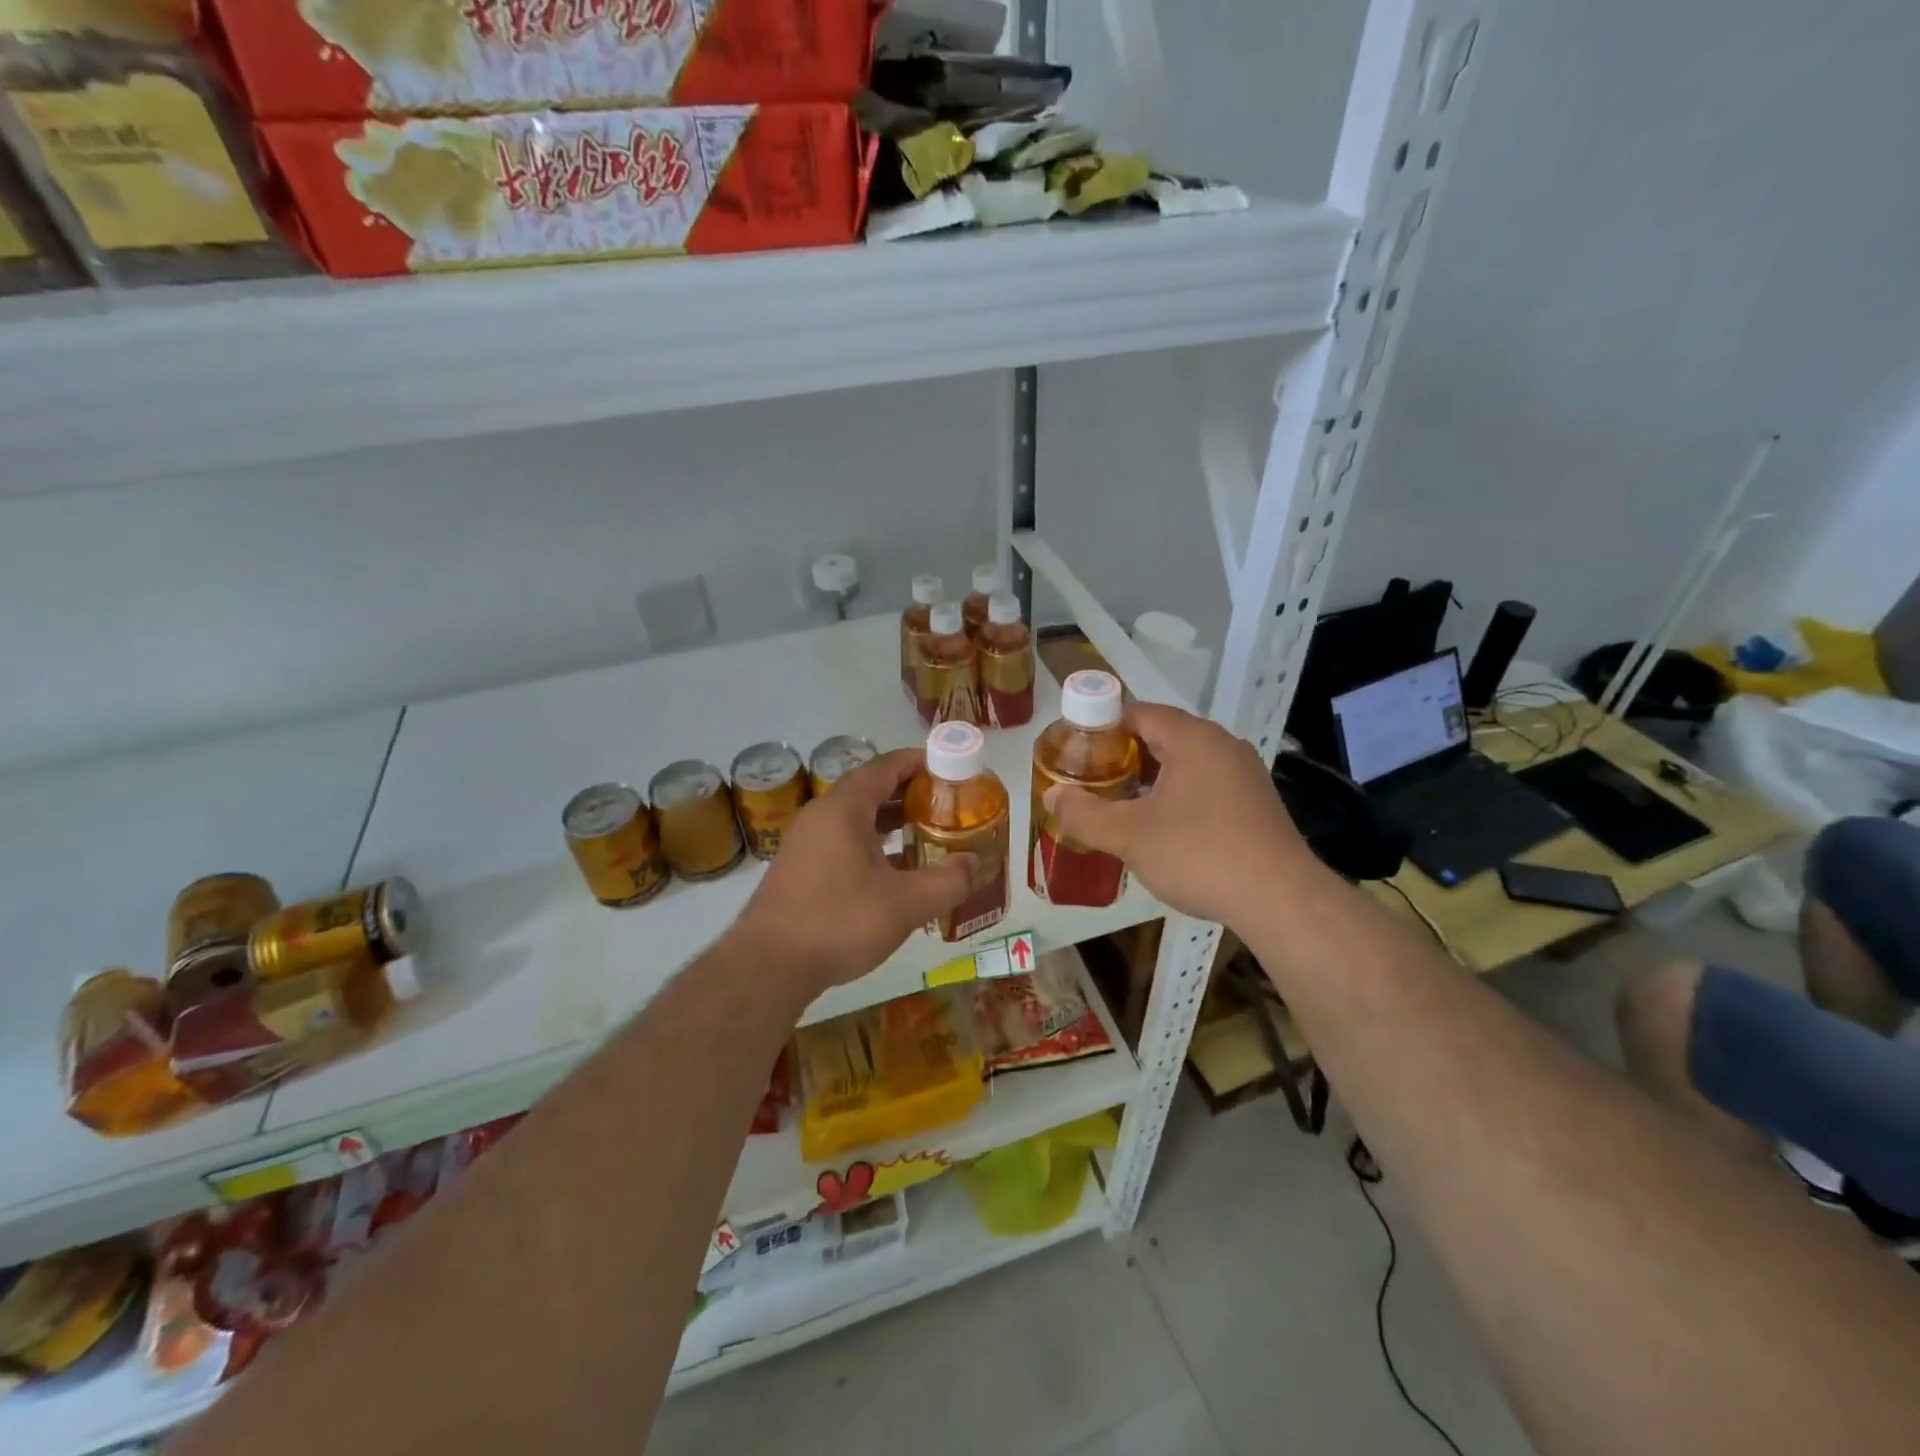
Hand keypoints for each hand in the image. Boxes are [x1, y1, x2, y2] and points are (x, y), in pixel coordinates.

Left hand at [729, 749, 973, 997]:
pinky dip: (872, 847)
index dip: (920, 763)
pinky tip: (894, 874)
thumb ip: (947, 881)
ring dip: (892, 824)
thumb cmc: (839, 922)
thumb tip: (974, 864)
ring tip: (929, 838)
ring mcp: (806, 843)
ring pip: (857, 820)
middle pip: (872, 790)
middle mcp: (821, 815)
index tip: (951, 770)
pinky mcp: (800, 869)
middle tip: (948, 808)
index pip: (886, 766)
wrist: (768, 966)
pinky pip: (843, 843)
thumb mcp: (905, 904)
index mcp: (844, 808)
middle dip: (911, 796)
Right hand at [1044, 704, 1306, 925]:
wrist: (1280, 899)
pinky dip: (1177, 795)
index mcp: (1192, 738)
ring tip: (1120, 804)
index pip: (1139, 713)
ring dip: (1151, 778)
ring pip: (1185, 763)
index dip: (1102, 726)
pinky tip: (1162, 827)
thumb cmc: (1199, 854)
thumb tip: (1051, 797)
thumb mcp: (1129, 836)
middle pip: (1162, 736)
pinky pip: (1206, 785)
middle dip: (1124, 755)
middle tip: (1092, 780)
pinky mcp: (1256, 803)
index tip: (1077, 749)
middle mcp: (1222, 745)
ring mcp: (1244, 774)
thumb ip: (1084, 814)